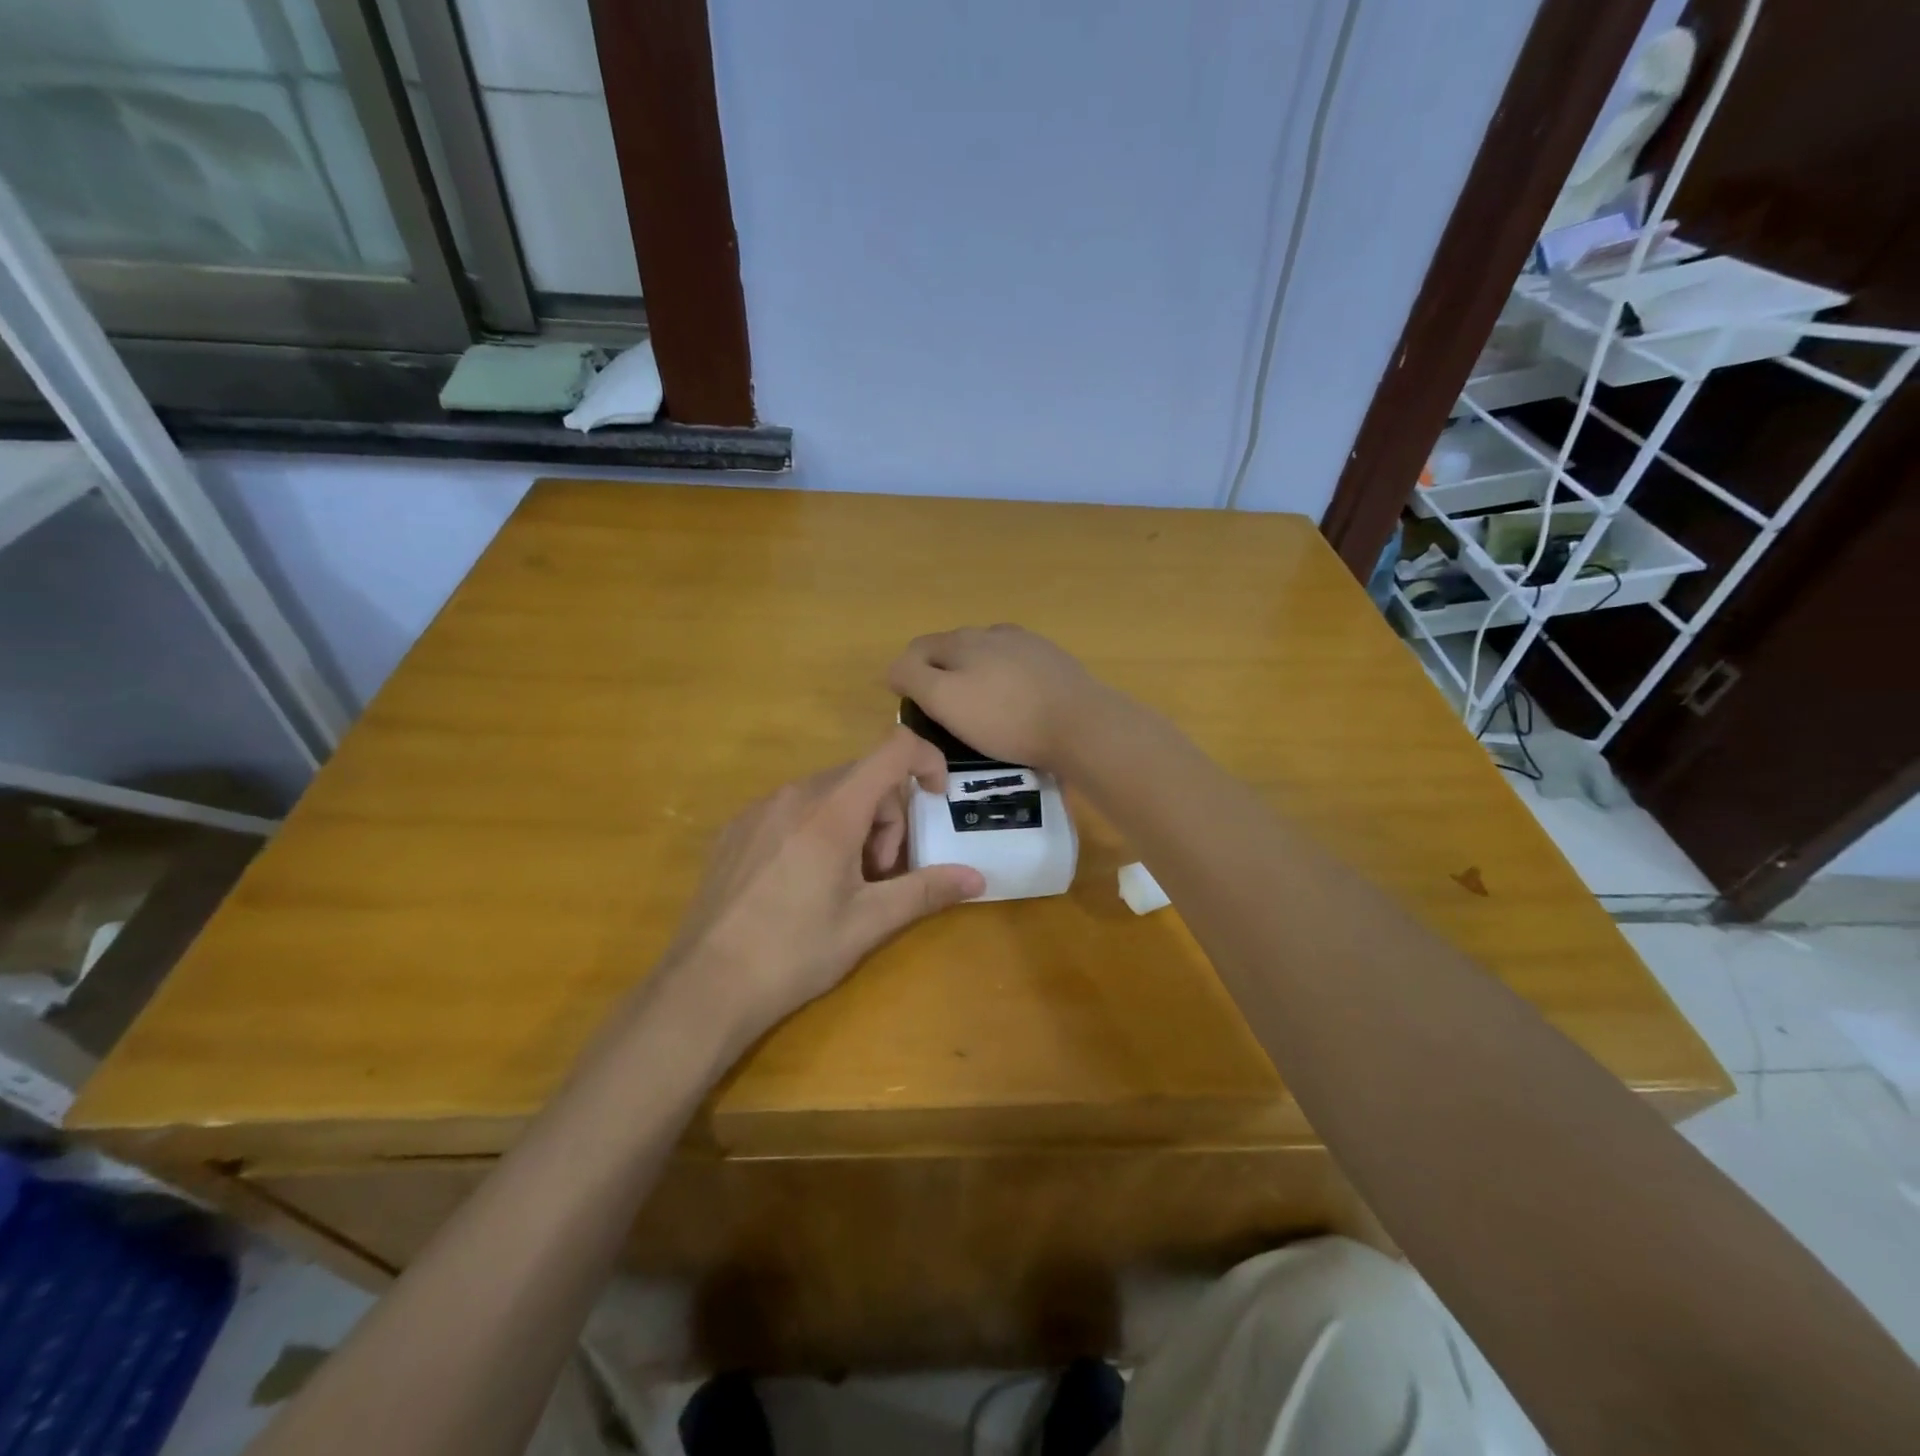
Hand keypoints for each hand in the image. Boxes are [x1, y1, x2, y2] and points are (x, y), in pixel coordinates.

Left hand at [660, 728, 985, 1039]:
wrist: (705, 985)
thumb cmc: (795, 953)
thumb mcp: (868, 922)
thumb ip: (926, 891)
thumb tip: (978, 878)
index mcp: (832, 811)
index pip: (893, 750)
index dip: (927, 760)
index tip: (938, 799)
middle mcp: (794, 795)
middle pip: (863, 777)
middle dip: (887, 817)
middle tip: (878, 874)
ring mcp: (759, 809)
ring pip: (828, 793)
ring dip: (853, 825)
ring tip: (841, 884)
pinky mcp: (736, 828)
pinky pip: (793, 808)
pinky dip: (817, 829)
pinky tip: (801, 883)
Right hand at [888, 625, 1117, 771]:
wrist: (1081, 724)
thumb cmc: (1006, 718)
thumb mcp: (945, 700)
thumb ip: (913, 677)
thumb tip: (894, 669)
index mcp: (961, 640)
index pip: (917, 649)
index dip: (907, 677)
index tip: (915, 710)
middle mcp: (993, 632)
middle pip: (953, 650)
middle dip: (942, 676)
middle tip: (945, 714)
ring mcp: (1028, 644)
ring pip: (987, 657)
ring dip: (976, 678)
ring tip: (983, 712)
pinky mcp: (1054, 662)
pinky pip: (1017, 669)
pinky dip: (1007, 683)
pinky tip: (1017, 706)